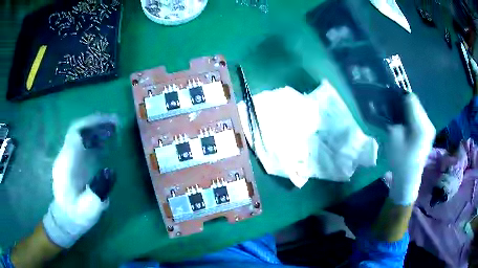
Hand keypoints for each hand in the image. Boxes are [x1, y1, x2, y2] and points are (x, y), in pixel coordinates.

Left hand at [43, 114, 117, 247]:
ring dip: (97, 130)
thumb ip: (97, 191)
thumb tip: (110, 171)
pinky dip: (95, 140)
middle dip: (97, 124)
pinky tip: (106, 142)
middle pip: (79, 130)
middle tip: (116, 123)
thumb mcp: (88, 209)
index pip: (75, 133)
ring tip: (114, 129)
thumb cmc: (77, 215)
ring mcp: (69, 158)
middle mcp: (66, 156)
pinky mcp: (73, 163)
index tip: (110, 124)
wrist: (66, 219)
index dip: (92, 125)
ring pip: (81, 136)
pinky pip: (83, 145)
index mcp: (66, 164)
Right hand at [386, 93, 435, 205]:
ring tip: (401, 121)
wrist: (408, 178)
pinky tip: (407, 127)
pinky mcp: (429, 132)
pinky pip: (420, 117)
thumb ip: (395, 117)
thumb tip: (394, 103)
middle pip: (416, 104)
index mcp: (422, 125)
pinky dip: (412, 118)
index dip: (400, 98)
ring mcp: (430, 128)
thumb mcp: (394, 136)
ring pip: (418, 110)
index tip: (392, 104)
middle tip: (395, 114)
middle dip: (405, 105)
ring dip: (408, 112)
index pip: (412, 99)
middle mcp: (429, 124)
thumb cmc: (400, 159)